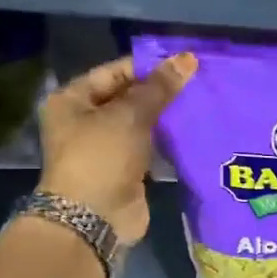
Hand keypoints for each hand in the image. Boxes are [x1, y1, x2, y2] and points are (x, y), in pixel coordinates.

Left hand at [38, 51, 195, 243]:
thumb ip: (160, 87)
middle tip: (200, 82)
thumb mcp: (130, 115)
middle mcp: (85, 120)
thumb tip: (187, 58)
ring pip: (142, 123)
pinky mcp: (126, 169)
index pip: (116, 71)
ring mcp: (106, 147)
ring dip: (168, 117)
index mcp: (73, 99)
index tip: (186, 63)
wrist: (94, 219)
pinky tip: (195, 130)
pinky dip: (169, 141)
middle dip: (162, 91)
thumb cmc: (102, 157)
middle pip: (129, 96)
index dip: (150, 66)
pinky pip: (150, 147)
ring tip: (203, 103)